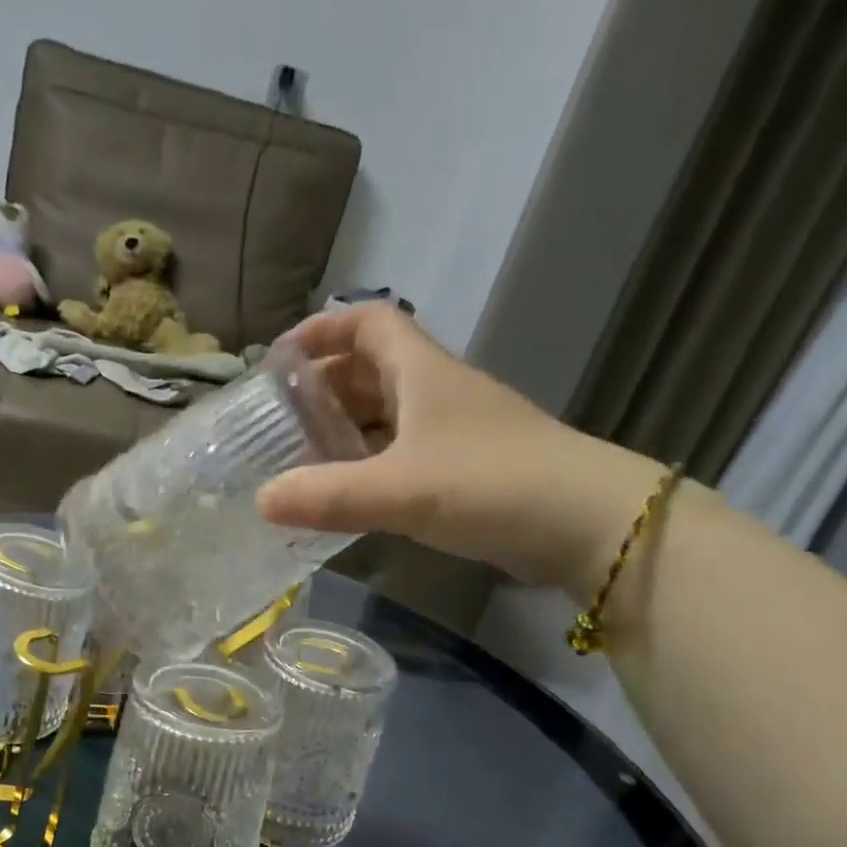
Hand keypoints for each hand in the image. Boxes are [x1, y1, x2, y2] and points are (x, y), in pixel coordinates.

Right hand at [257, 304, 665, 598]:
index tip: (279, 360)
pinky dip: (371, 464)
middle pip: (372, 369)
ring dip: (347, 428)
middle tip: (280, 420)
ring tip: (303, 458)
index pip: (369, 322)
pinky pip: (403, 453)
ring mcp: (456, 431)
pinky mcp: (467, 469)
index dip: (323, 329)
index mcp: (422, 372)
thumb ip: (327, 496)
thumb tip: (260, 500)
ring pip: (388, 414)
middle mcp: (438, 392)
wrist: (586, 524)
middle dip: (324, 386)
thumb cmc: (490, 484)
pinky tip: (349, 493)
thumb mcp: (399, 489)